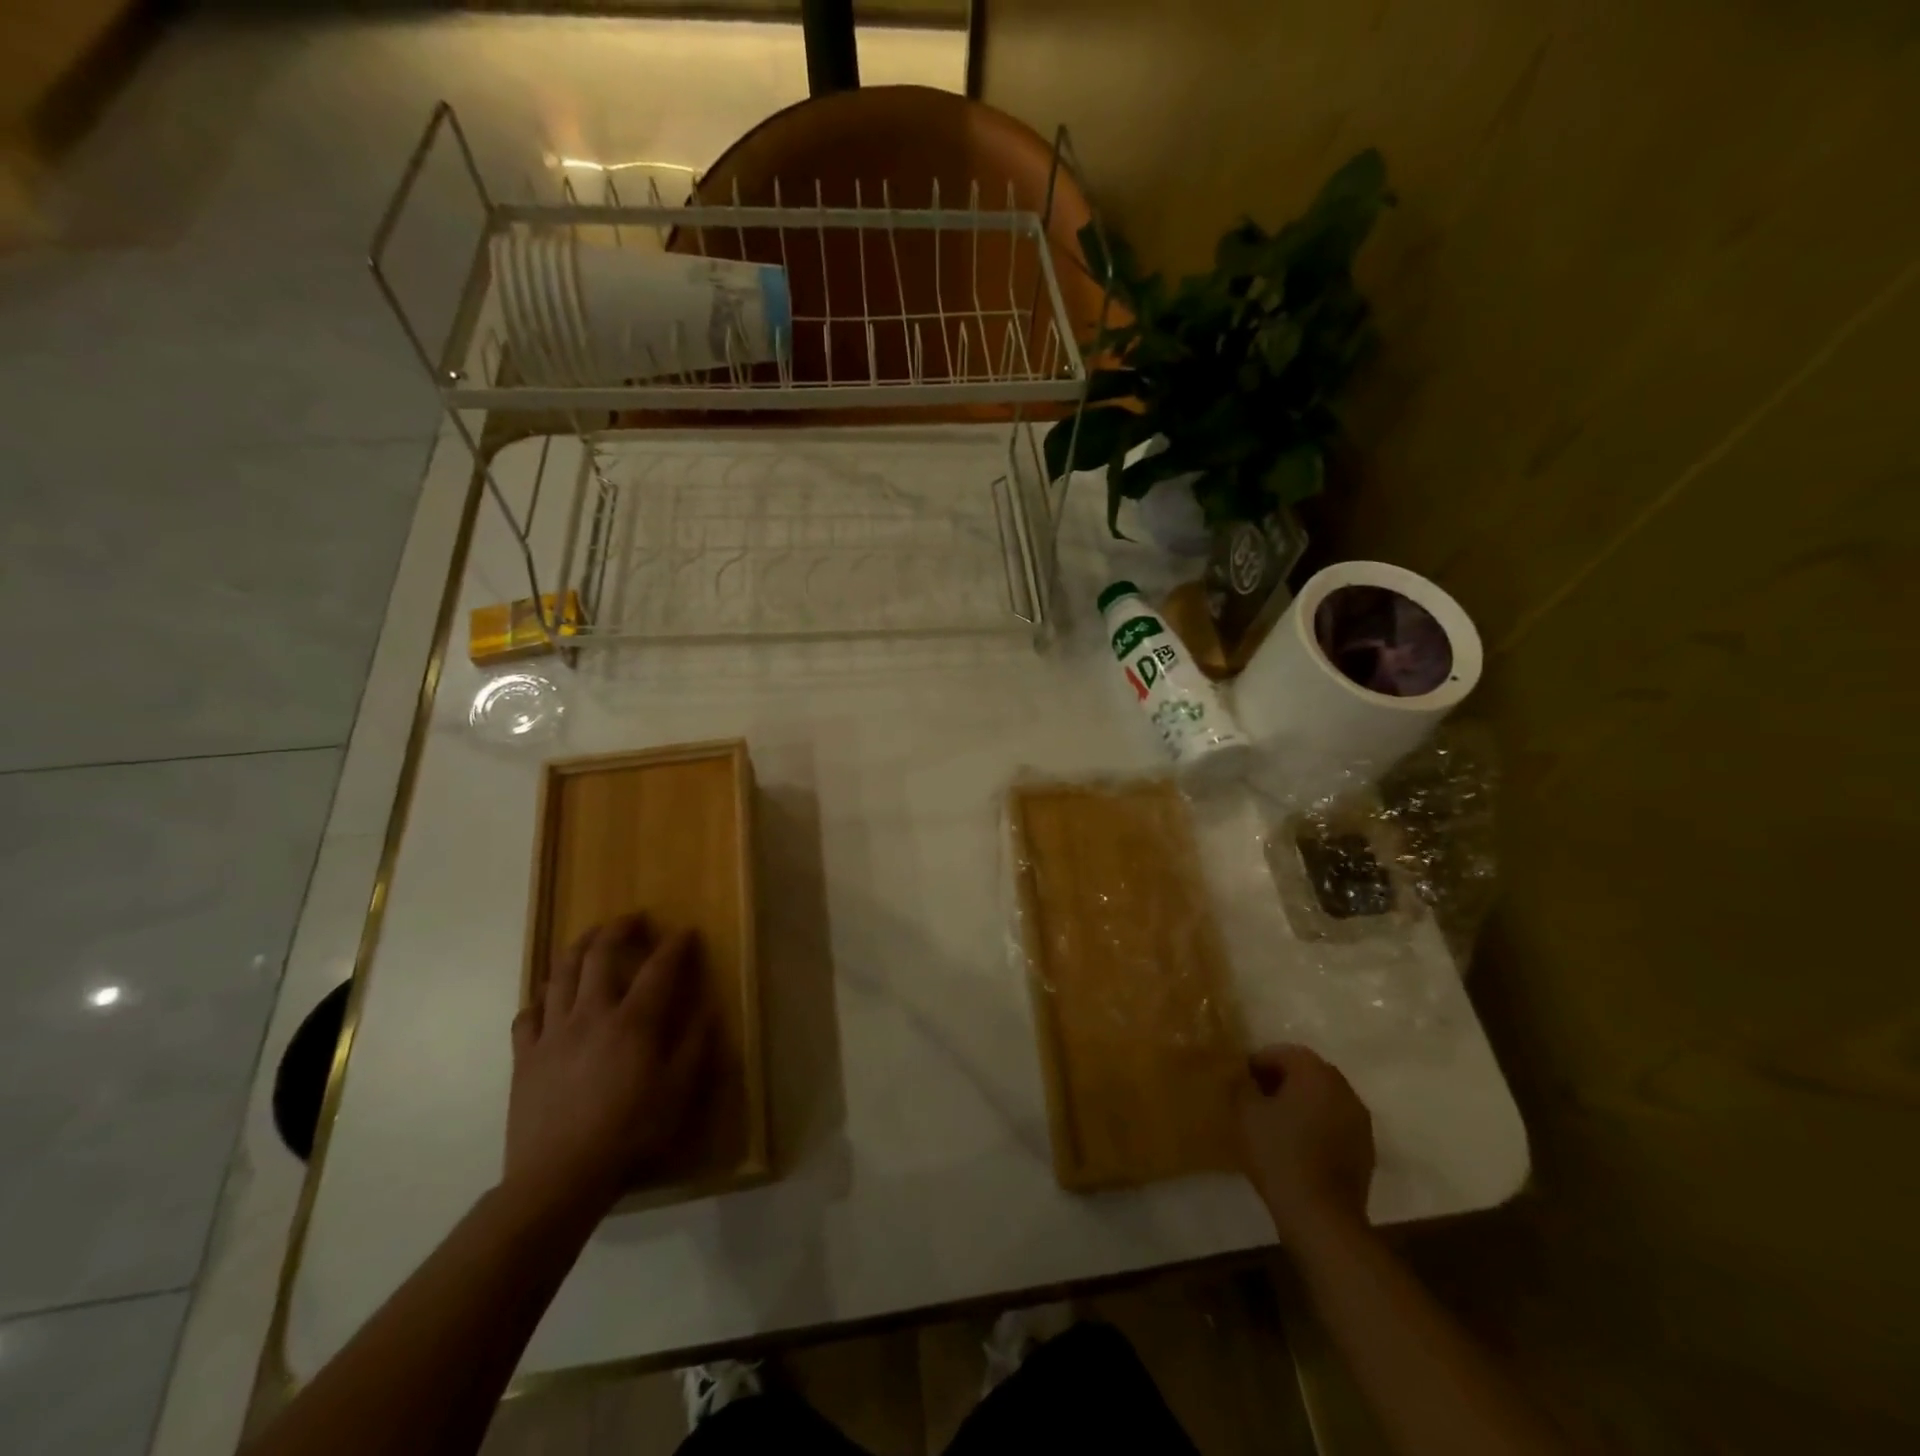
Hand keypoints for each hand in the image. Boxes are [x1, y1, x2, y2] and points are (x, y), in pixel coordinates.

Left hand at [505, 915, 711, 1217]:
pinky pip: (527, 1015)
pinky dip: (539, 997)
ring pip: (559, 975)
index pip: (659, 969)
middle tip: (632, 919)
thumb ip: (695, 1046)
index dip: (675, 946)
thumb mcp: (678, 1093)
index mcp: (633, 1022)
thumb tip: (708, 1008)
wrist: (559, 1179)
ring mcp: (552, 1034)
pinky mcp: (525, 1057)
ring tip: (589, 937)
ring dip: (577, 948)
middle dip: (618, 929)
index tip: (686, 931)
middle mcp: (591, 1014)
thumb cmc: (629, 1134)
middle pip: (600, 956)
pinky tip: (547, 996)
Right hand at [1238, 1043, 1374, 1243]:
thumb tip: (1244, 1078)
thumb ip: (1242, 1085)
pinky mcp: (1366, 1149)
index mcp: (1316, 1073)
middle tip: (1257, 1097)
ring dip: (1302, 1102)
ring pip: (1324, 1097)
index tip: (1241, 1080)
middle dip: (1282, 1079)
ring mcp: (1360, 1120)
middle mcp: (1344, 1089)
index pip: (1283, 1052)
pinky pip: (1336, 1122)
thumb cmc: (1279, 1154)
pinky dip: (1318, 1124)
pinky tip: (1299, 1144)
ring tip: (1277, 1122)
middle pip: (1308, 1072)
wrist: (1321, 1216)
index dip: (1258, 1062)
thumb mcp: (1246, 1112)